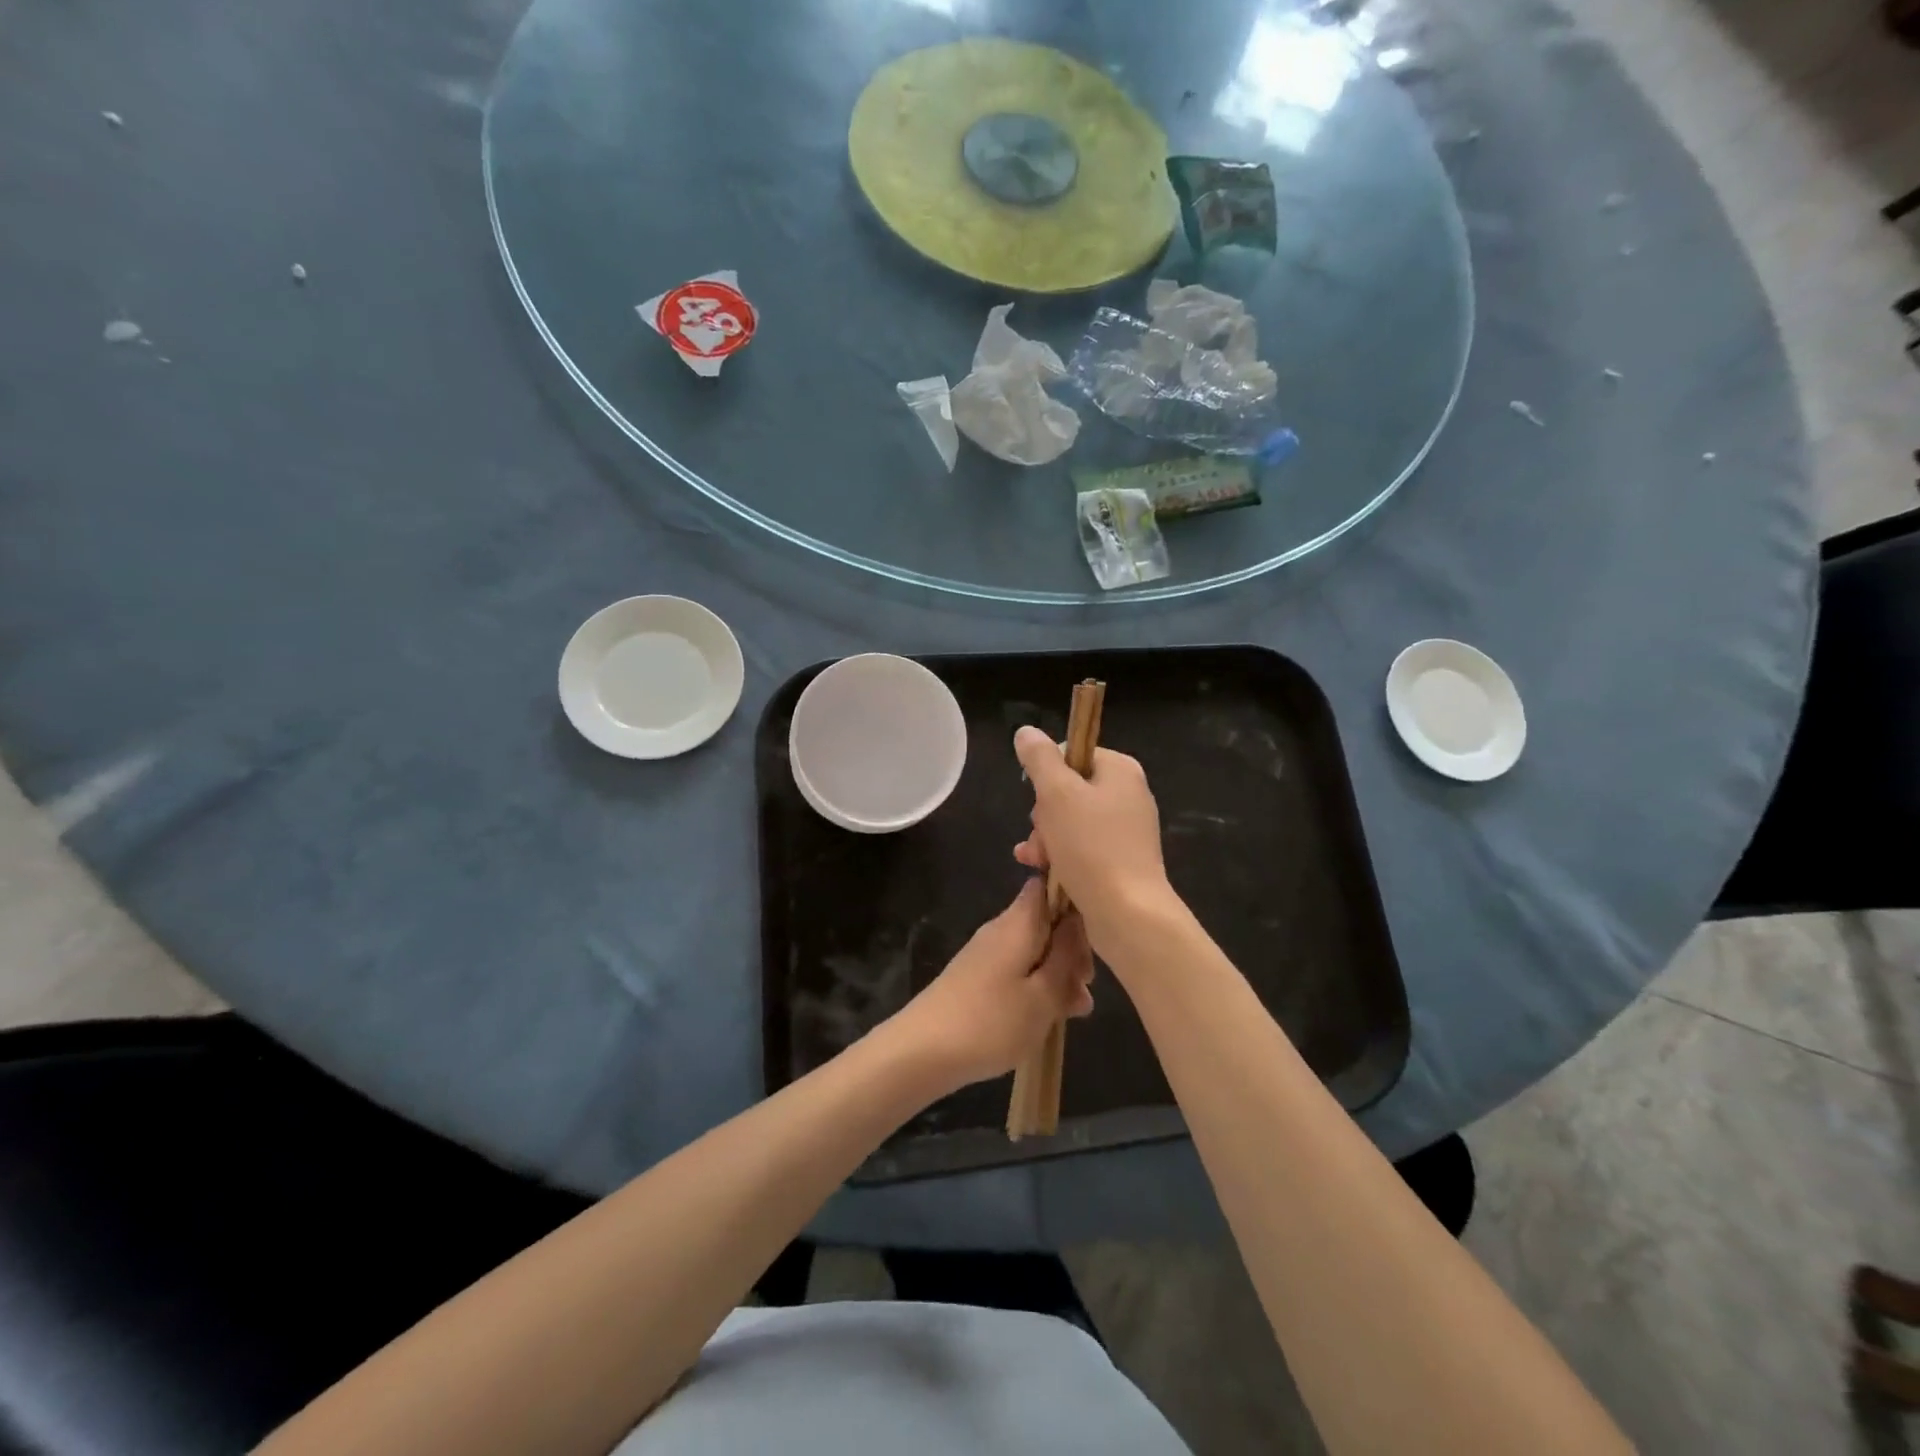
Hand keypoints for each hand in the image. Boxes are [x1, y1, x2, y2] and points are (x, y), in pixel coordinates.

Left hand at [883, 879, 1093, 1093]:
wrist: (924, 1050)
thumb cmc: (991, 1021)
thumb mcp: (1043, 995)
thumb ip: (1067, 956)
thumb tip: (1079, 919)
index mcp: (1020, 921)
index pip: (1048, 884)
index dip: (1075, 899)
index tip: (1097, 932)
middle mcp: (1003, 928)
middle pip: (1047, 922)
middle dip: (1073, 950)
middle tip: (1085, 987)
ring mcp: (989, 952)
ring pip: (1036, 950)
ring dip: (1059, 974)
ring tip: (1075, 1012)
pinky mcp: (979, 975)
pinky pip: (1019, 969)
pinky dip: (1038, 986)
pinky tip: (1049, 1017)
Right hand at [1012, 726, 1174, 956]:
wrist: (1128, 914)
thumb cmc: (1092, 846)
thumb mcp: (1057, 794)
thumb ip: (1040, 759)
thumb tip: (1026, 731)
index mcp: (1120, 769)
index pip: (1071, 753)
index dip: (1045, 775)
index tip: (1038, 799)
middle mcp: (1127, 794)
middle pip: (1067, 789)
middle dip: (1043, 814)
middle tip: (1040, 834)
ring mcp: (1125, 830)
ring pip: (1069, 821)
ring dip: (1045, 837)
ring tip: (1035, 859)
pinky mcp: (1119, 860)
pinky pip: (1080, 846)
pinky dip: (1058, 855)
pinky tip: (1039, 869)